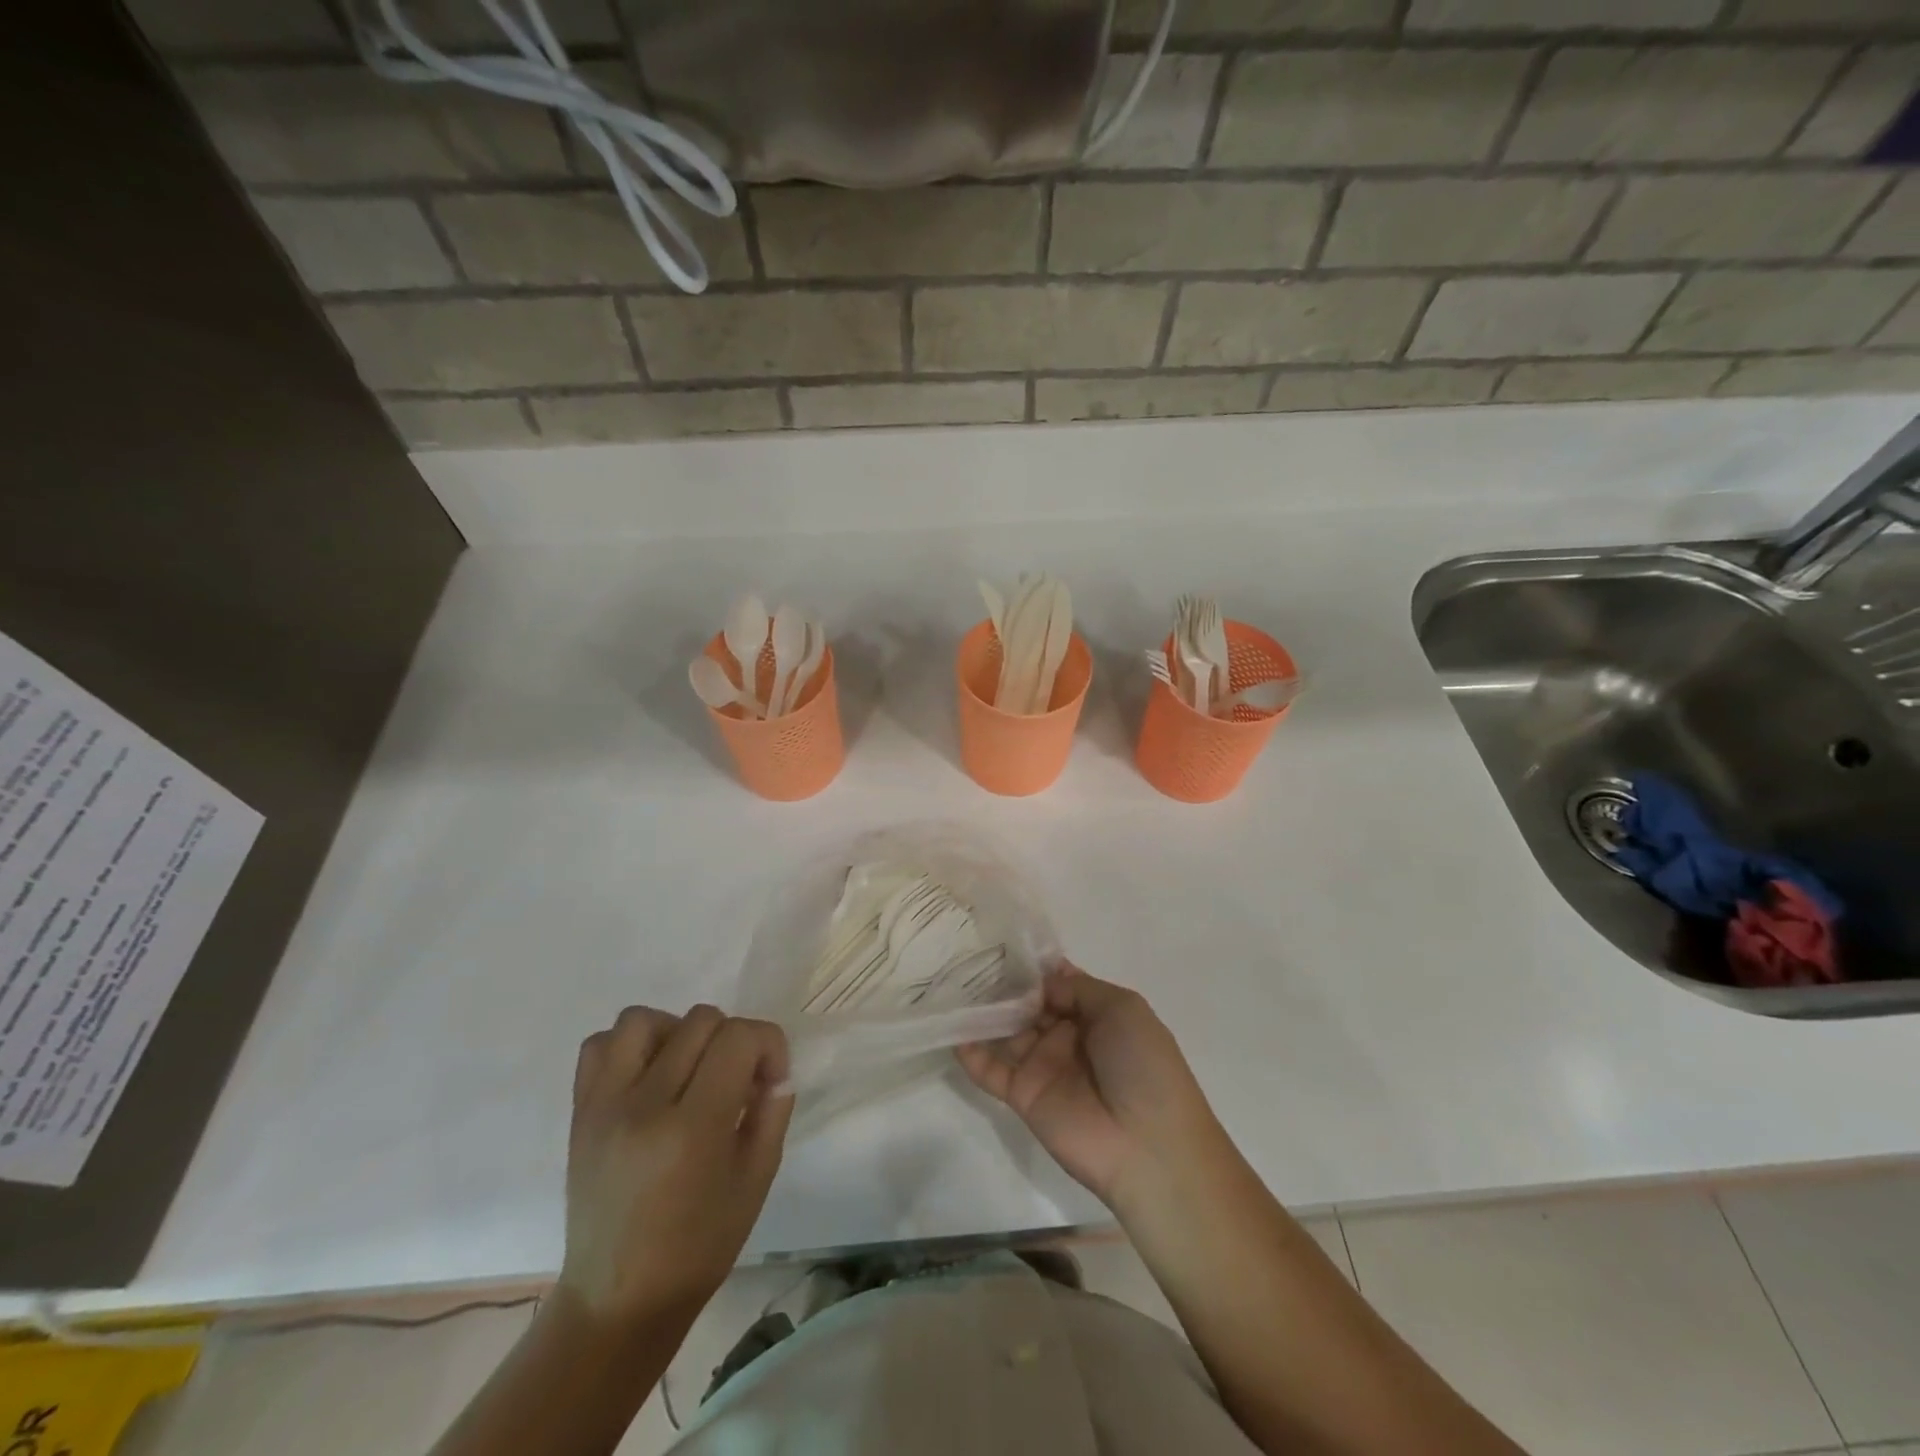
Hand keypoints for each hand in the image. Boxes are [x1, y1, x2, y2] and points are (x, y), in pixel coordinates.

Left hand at [559, 1005, 792, 1331]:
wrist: (618, 1299)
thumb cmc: (699, 1246)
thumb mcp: (757, 1179)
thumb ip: (773, 1112)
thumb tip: (774, 1071)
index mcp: (693, 1128)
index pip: (739, 1037)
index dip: (769, 1045)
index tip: (770, 1080)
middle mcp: (644, 1105)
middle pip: (701, 1021)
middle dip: (733, 1041)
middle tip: (736, 1082)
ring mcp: (604, 1105)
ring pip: (645, 1018)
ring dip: (678, 1032)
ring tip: (688, 1070)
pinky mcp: (579, 1111)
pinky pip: (600, 1043)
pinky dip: (630, 1046)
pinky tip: (649, 1076)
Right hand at [956, 963, 1219, 1206]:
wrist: (1148, 1144)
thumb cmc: (1143, 1065)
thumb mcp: (1123, 1009)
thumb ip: (1079, 988)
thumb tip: (1043, 980)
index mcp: (1096, 1015)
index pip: (1057, 984)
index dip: (1035, 968)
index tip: (1003, 945)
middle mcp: (1067, 1036)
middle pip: (1028, 1005)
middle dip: (1004, 985)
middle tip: (969, 958)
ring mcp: (1044, 1066)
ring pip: (1007, 1032)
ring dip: (984, 1013)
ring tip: (953, 986)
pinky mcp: (1024, 1096)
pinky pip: (992, 1071)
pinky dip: (971, 1053)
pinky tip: (953, 1031)